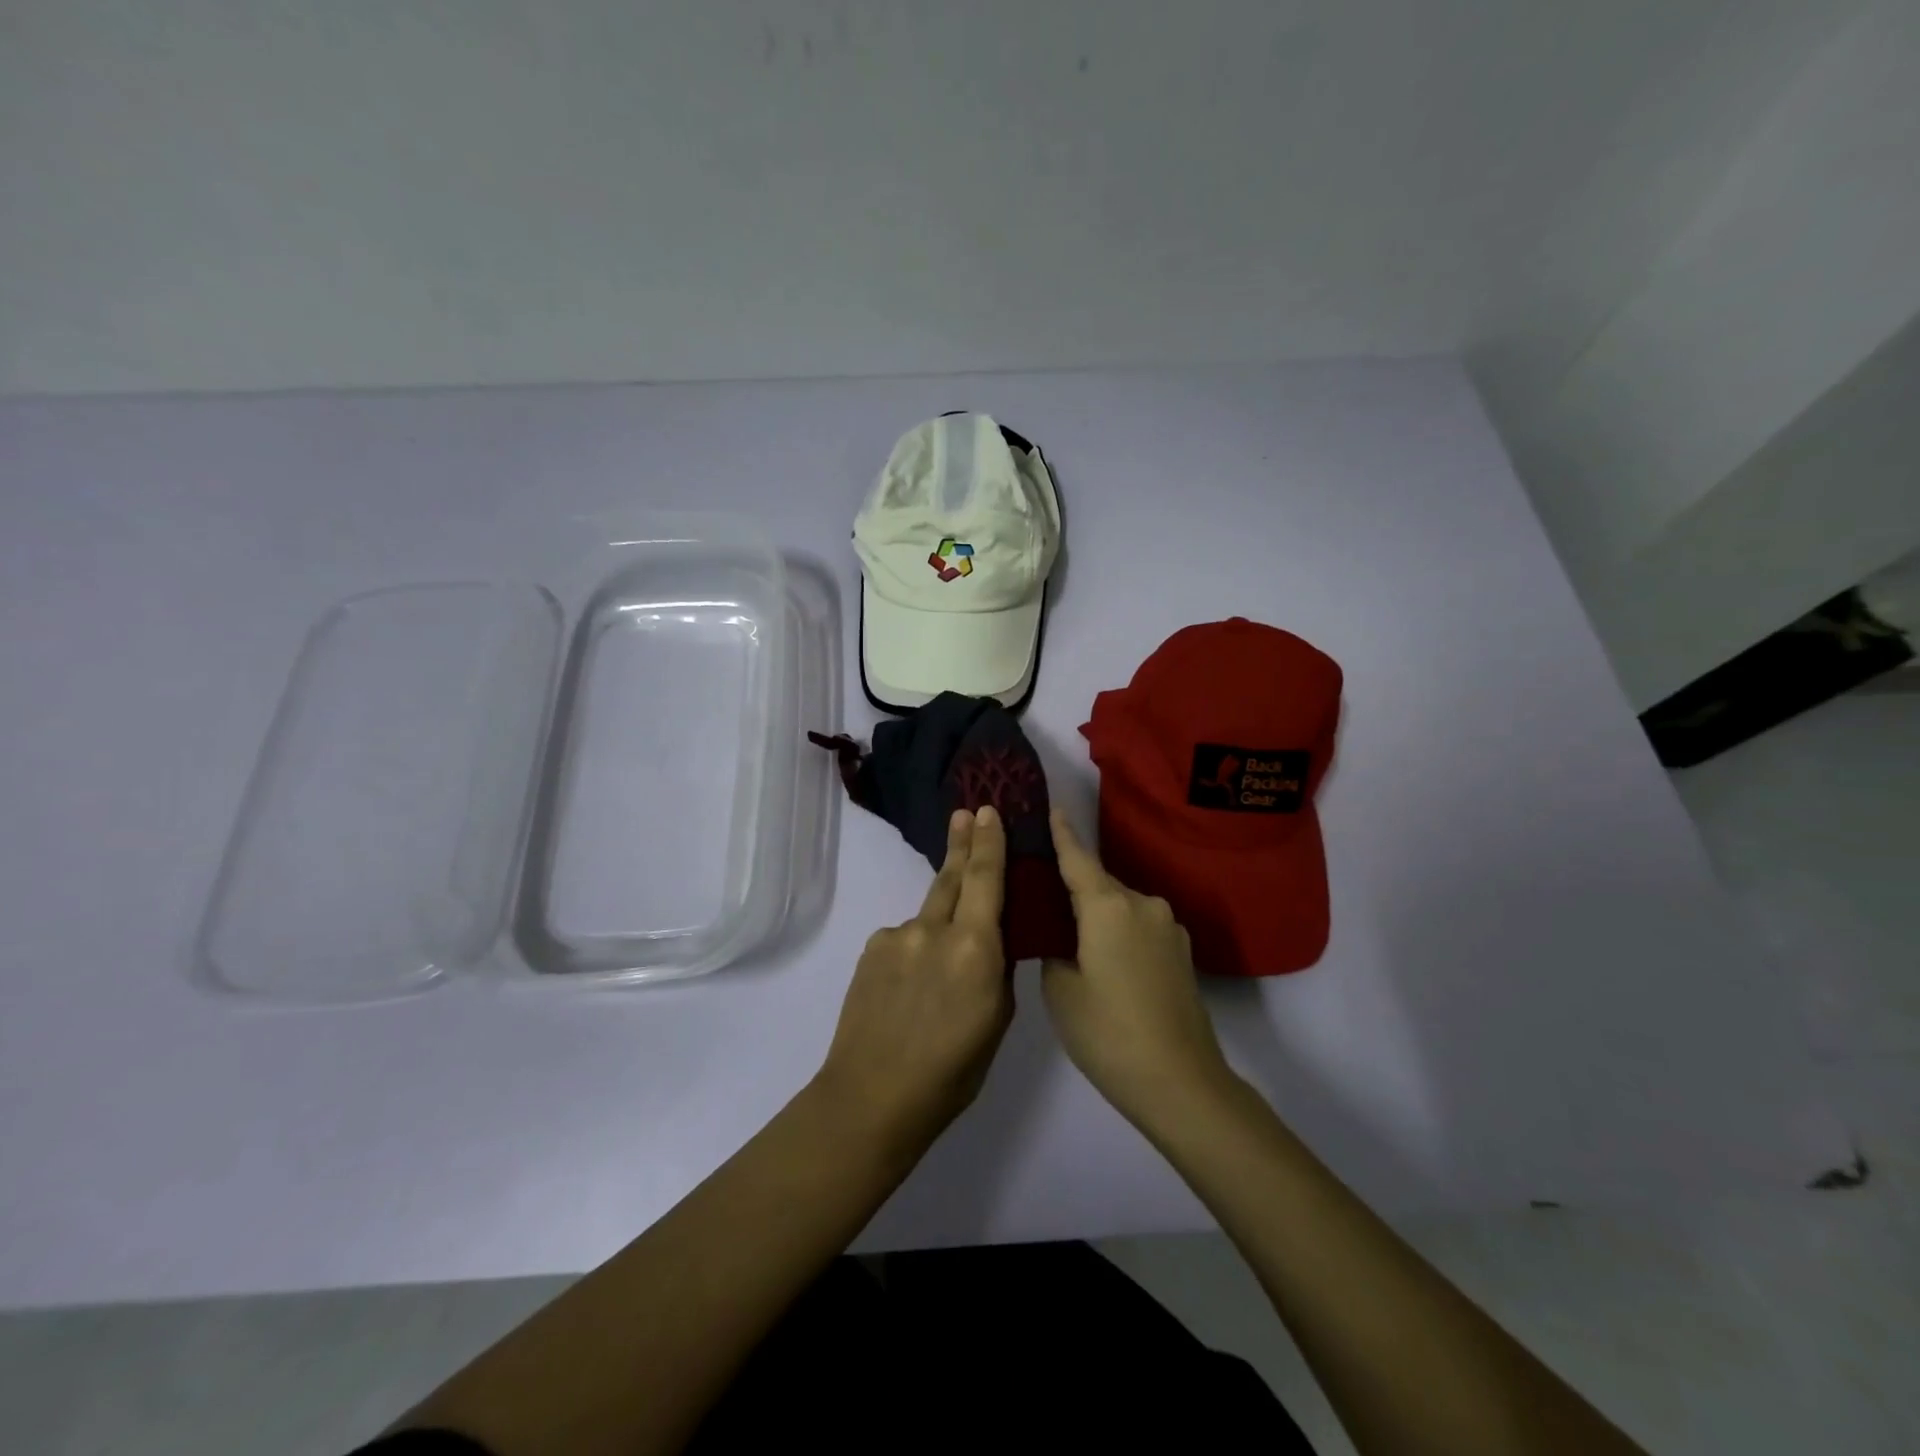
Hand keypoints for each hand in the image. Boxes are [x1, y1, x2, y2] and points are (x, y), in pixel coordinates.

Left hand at [815, 806, 1013, 1159]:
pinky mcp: (871, 948)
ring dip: (941, 921)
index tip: (987, 810)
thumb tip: (993, 941)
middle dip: (961, 844)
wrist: (871, 1096)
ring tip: (943, 967)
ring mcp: (896, 936)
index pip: (985, 878)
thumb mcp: (997, 1020)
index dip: (988, 842)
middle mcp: (934, 928)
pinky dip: (915, 950)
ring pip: (928, 915)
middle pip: (951, 876)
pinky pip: (903, 938)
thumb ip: (997, 969)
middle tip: (964, 814)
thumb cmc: (951, 1071)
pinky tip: (910, 988)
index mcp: (975, 948)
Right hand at [1041, 811, 1234, 1126]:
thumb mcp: (1060, 990)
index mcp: (1108, 905)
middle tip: (1043, 900)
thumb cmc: (1108, 1033)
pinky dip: (1118, 932)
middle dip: (1073, 887)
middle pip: (1098, 883)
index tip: (1051, 808)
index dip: (1061, 834)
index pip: (1077, 858)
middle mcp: (1142, 903)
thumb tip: (1060, 933)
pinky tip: (1106, 962)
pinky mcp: (1182, 951)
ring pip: (1120, 907)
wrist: (1181, 1082)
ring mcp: (1168, 927)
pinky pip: (1139, 927)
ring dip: (1097, 914)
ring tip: (1073, 939)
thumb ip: (1053, 947)